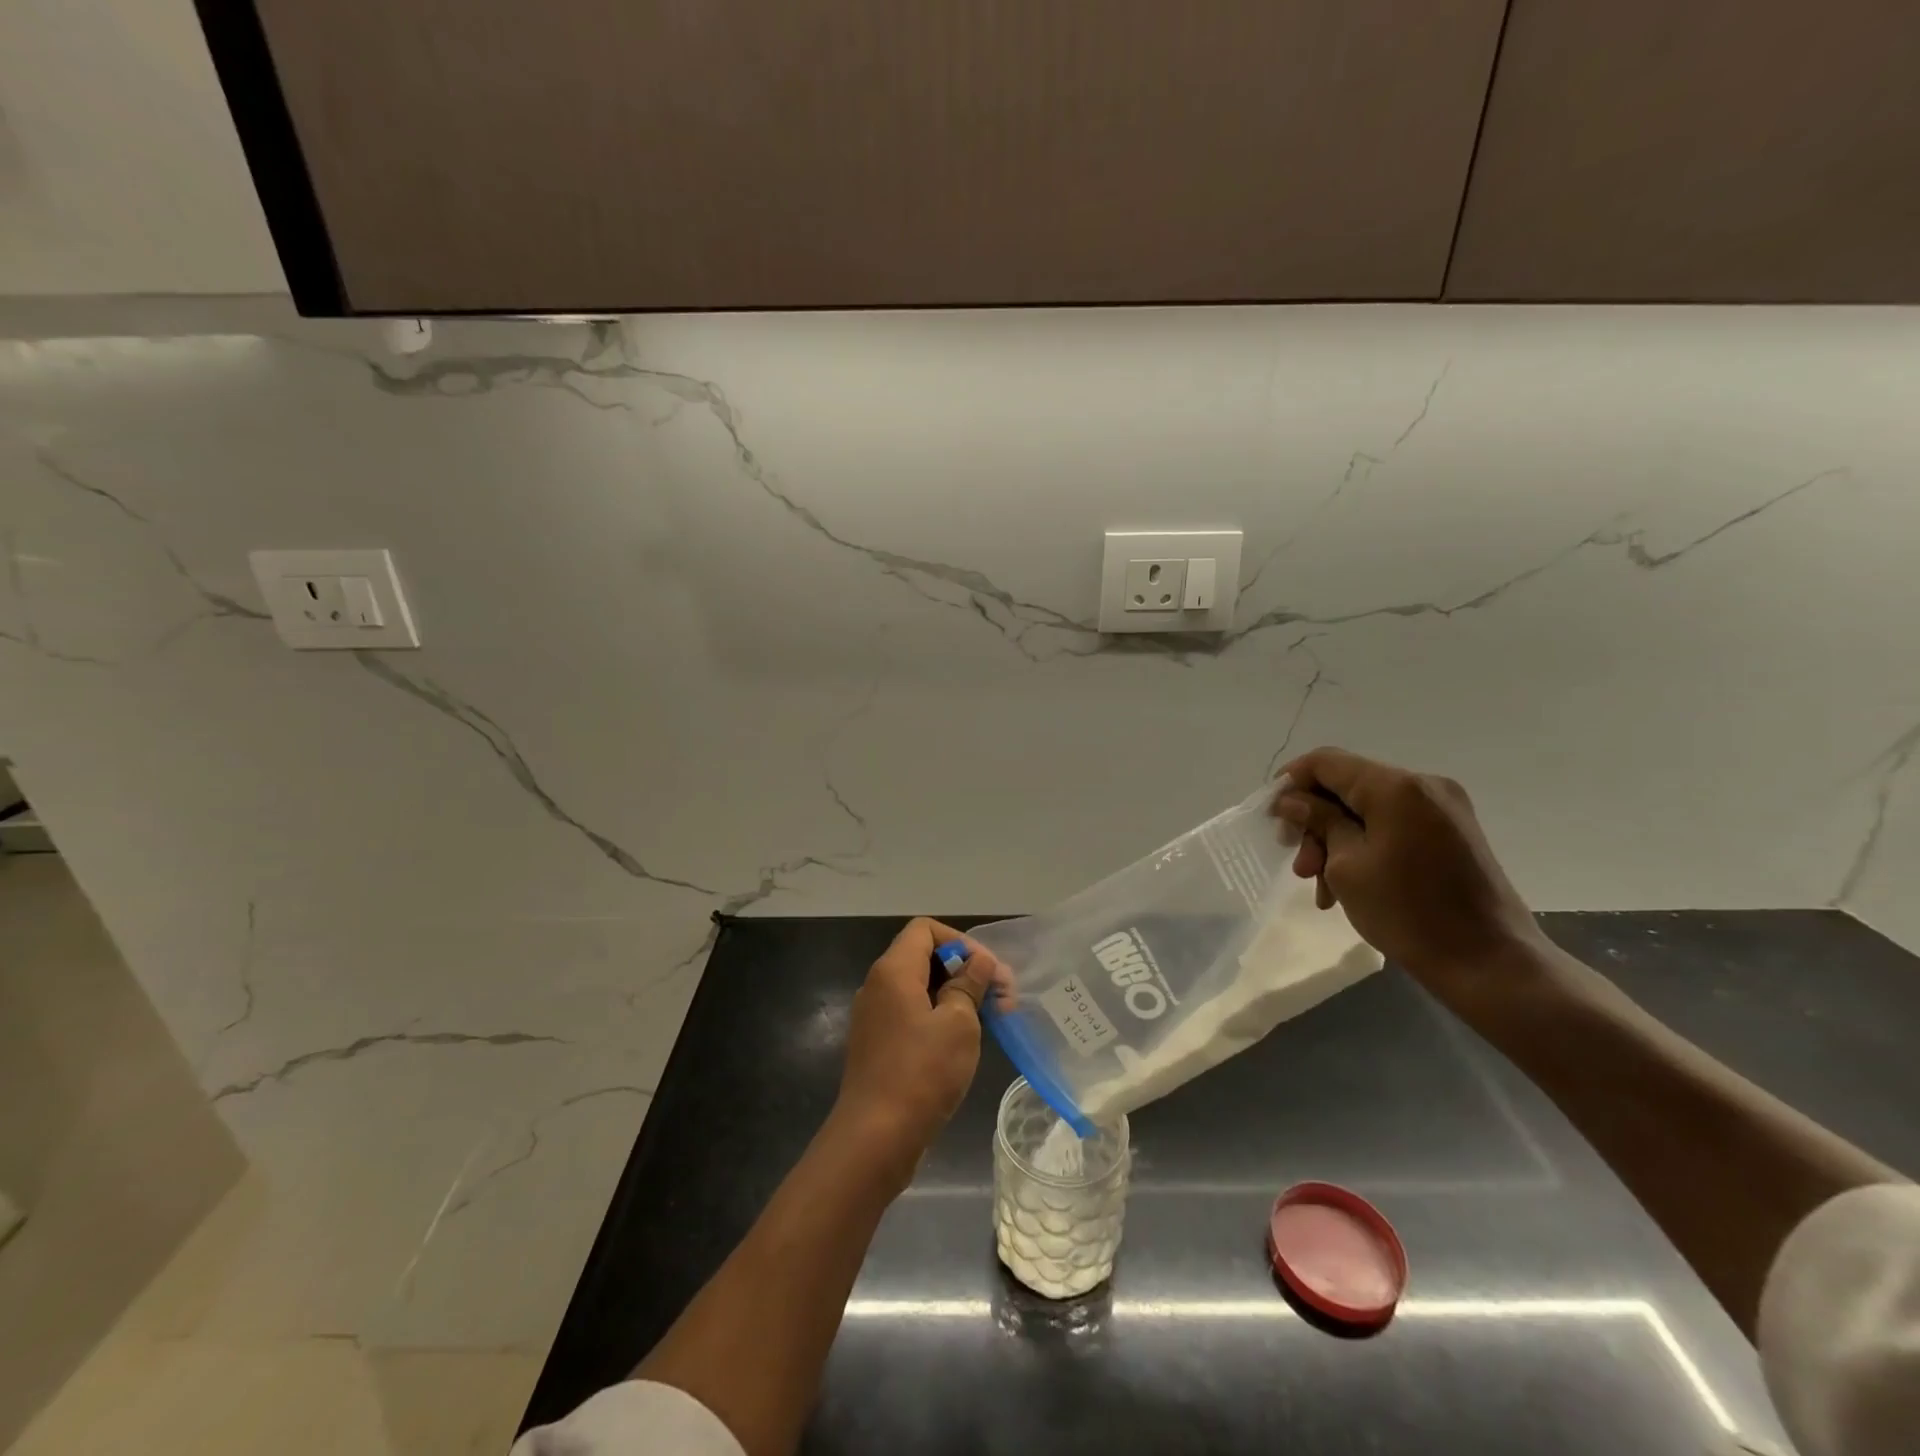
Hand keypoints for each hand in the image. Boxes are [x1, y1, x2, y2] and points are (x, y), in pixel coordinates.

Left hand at [831, 917, 1000, 1188]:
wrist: (874, 1139)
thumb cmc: (921, 1072)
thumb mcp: (958, 1023)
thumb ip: (969, 984)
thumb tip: (979, 962)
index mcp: (893, 970)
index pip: (926, 929)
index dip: (961, 941)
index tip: (988, 971)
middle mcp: (878, 985)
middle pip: (924, 956)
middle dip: (965, 969)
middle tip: (1002, 997)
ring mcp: (875, 1017)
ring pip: (920, 988)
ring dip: (956, 996)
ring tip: (990, 1019)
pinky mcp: (878, 1045)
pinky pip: (911, 1014)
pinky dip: (939, 1017)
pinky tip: (963, 1041)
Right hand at [1272, 748, 1546, 997]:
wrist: (1490, 963)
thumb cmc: (1408, 913)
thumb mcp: (1346, 866)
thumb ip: (1318, 822)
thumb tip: (1293, 800)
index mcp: (1397, 787)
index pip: (1326, 762)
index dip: (1291, 782)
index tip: (1272, 817)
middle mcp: (1424, 786)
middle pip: (1347, 786)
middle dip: (1315, 821)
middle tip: (1300, 866)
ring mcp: (1443, 809)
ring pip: (1368, 809)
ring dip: (1336, 840)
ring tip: (1322, 886)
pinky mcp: (1453, 833)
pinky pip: (1393, 825)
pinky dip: (1364, 846)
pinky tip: (1349, 884)